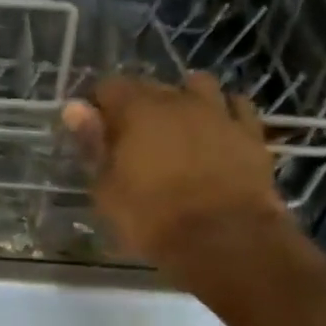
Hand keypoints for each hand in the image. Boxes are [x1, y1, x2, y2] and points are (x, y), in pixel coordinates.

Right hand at [61, 73, 290, 269]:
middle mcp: (177, 100)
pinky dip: (224, 112)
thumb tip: (75, 109)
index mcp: (136, 110)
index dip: (98, 105)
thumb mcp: (107, 189)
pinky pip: (237, 107)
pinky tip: (217, 129)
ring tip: (177, 124)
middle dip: (137, 104)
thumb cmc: (152, 218)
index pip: (108, 86)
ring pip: (198, 85)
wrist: (225, 240)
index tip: (94, 130)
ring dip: (184, 97)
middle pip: (150, 85)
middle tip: (130, 137)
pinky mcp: (251, 133)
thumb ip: (92, 144)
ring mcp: (218, 113)